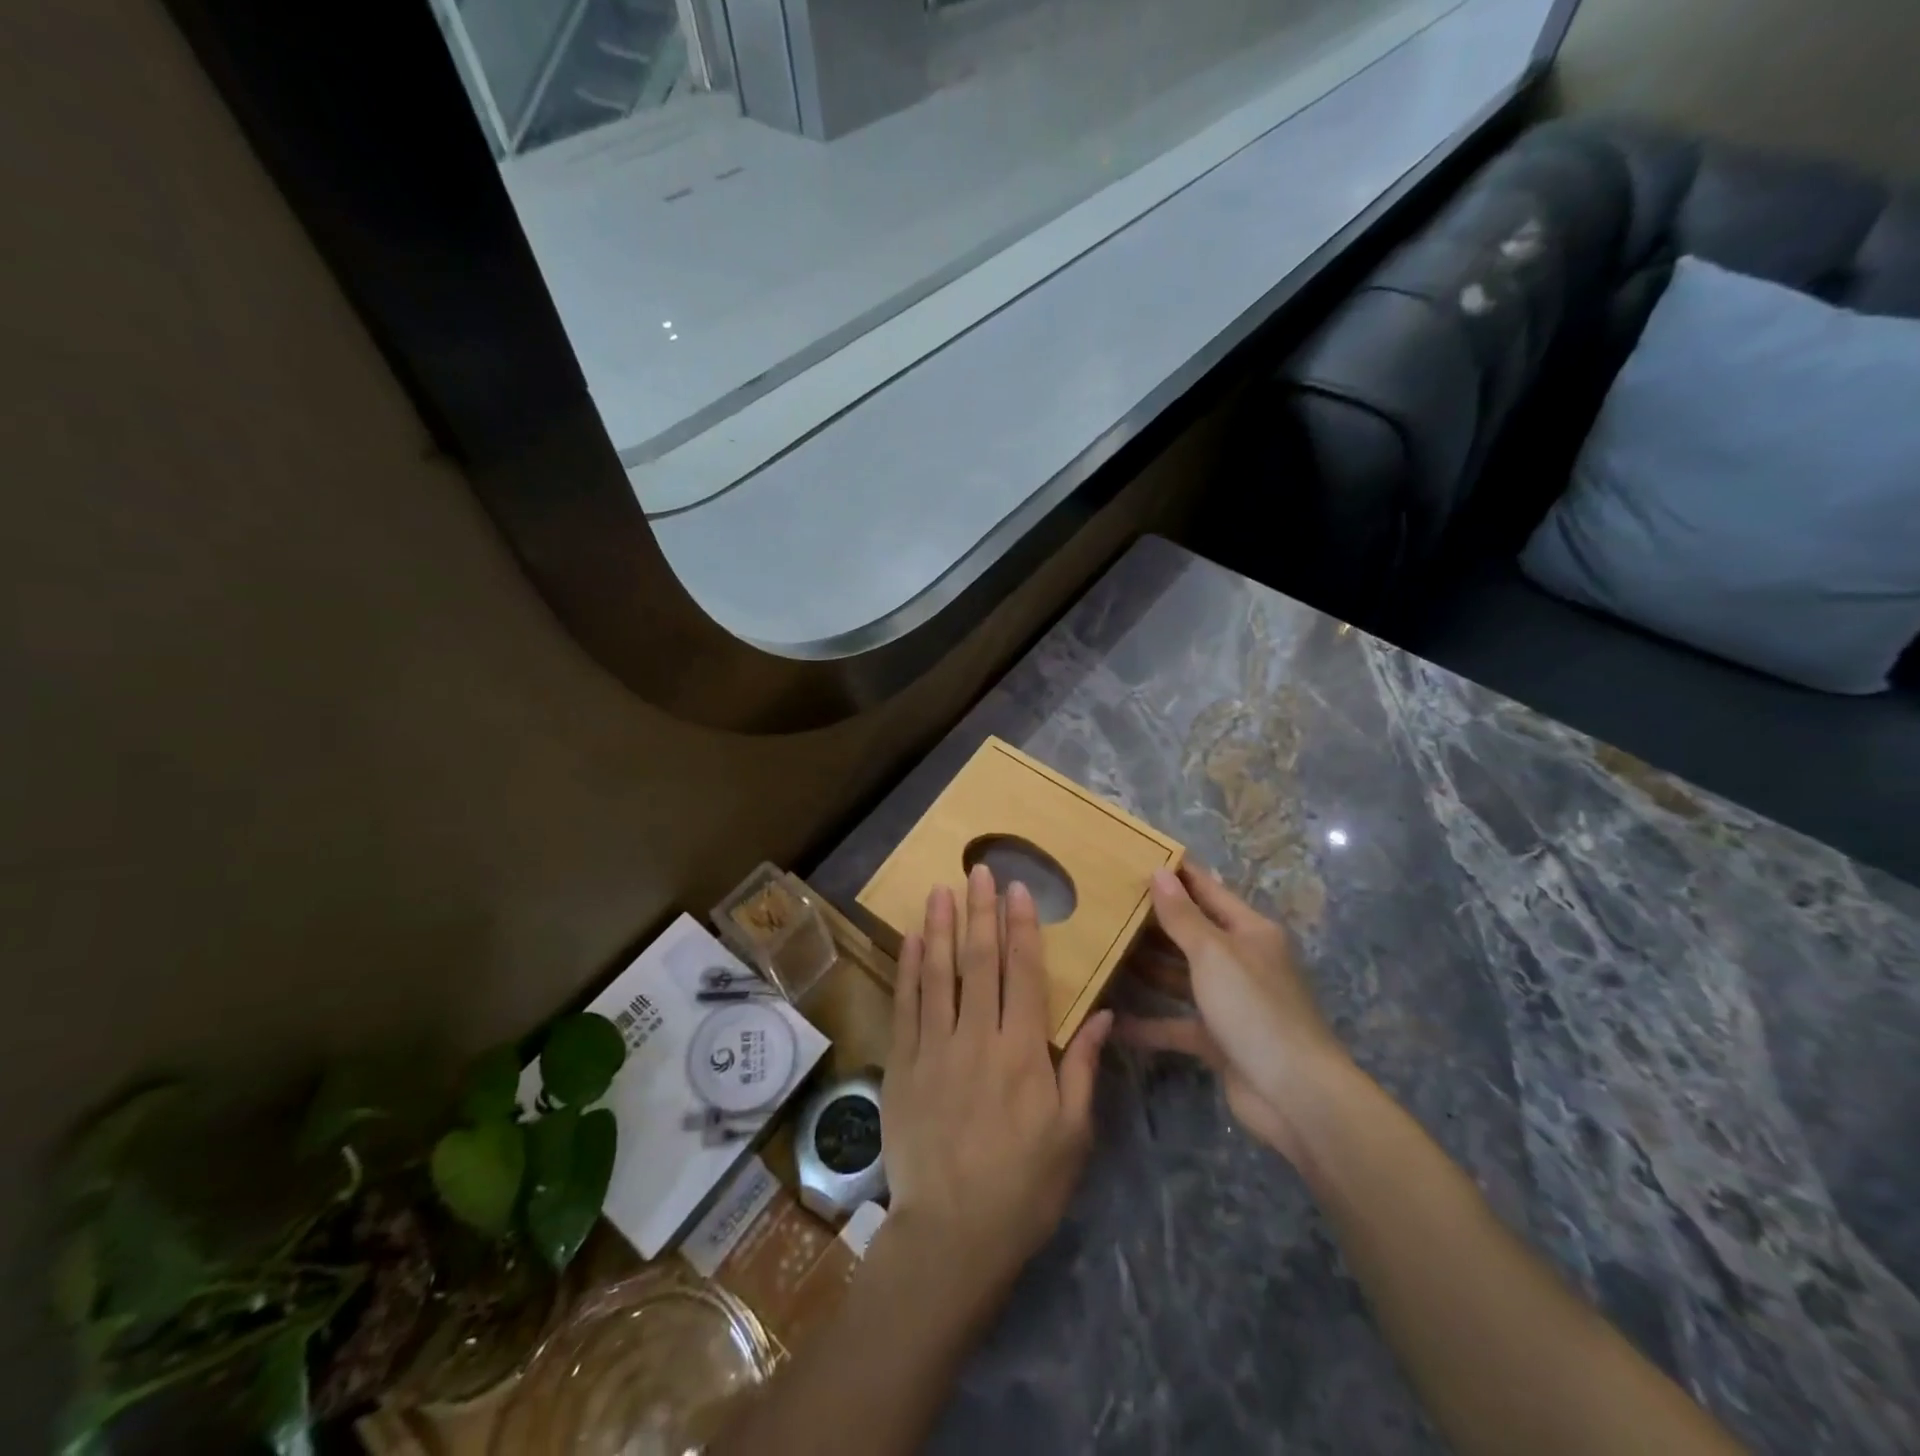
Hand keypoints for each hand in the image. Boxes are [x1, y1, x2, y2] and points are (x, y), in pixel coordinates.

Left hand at [880, 865, 1112, 1299]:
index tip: (1019, 890)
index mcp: (1022, 1052)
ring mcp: (934, 1048)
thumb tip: (1104, 1014)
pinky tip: (911, 940)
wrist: (952, 1234)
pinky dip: (909, 968)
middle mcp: (977, 1038)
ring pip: (938, 973)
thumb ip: (1083, 1067)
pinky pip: (906, 1005)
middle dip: (981, 912)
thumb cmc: (1024, 1186)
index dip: (1022, 927)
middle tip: (979, 871)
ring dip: (940, 927)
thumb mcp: (1072, 1134)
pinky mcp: (903, 1064)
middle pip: (980, 961)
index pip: (1023, 973)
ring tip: (941, 889)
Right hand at [1117, 864, 1351, 1165]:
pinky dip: (1147, 1023)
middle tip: (1105, 903)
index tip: (1137, 856)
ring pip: (1179, 976)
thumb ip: (1182, 916)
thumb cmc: (1254, 1009)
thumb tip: (1159, 873)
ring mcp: (1229, 1002)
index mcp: (1249, 932)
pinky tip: (1112, 1019)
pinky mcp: (1217, 1039)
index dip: (1177, 873)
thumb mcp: (1213, 954)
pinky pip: (1175, 1023)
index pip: (1208, 890)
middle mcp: (1240, 961)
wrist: (1295, 1096)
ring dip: (1145, 967)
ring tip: (1101, 949)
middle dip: (1152, 920)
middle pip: (1190, 932)